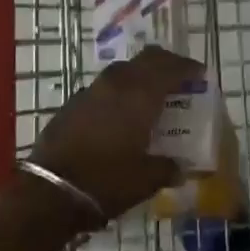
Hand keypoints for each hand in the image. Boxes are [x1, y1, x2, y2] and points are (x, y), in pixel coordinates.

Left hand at [29, 47, 198, 223]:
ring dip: (141, 74)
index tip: (200, 74)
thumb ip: (168, 168)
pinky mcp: (73, 103)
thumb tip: (180, 168)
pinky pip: (104, 86)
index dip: (188, 68)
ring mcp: (91, 90)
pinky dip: (120, 90)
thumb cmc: (106, 181)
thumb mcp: (146, 180)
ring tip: (151, 93)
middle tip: (179, 77)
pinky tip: (121, 112)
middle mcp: (117, 83)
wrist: (49, 191)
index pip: (170, 68)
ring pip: (123, 69)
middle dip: (166, 63)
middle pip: (147, 59)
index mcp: (140, 95)